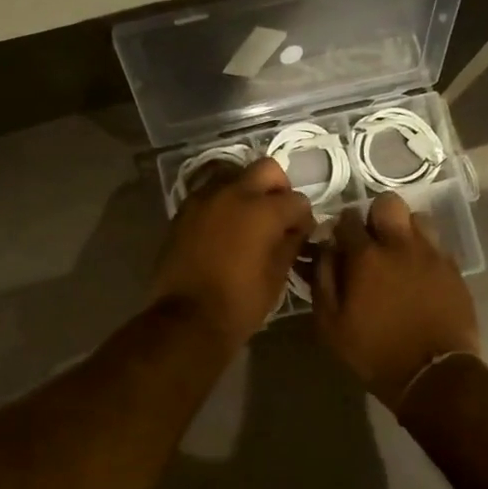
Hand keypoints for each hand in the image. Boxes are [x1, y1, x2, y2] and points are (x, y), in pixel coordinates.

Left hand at [150, 158, 313, 348]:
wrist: (187, 319)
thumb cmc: (240, 302)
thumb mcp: (277, 276)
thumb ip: (290, 243)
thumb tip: (296, 229)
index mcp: (263, 210)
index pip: (297, 200)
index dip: (303, 218)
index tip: (301, 235)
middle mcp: (234, 193)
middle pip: (266, 169)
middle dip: (278, 188)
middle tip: (276, 215)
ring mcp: (205, 199)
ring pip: (234, 177)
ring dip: (247, 192)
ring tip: (247, 222)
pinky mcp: (183, 211)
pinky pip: (210, 195)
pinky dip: (222, 205)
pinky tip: (223, 230)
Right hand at [314, 192, 481, 411]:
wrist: (433, 374)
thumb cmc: (374, 351)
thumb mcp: (331, 324)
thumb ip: (323, 279)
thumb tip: (324, 250)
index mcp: (366, 256)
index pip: (347, 217)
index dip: (340, 225)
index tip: (338, 240)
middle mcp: (400, 245)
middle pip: (388, 204)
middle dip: (376, 215)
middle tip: (372, 240)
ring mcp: (431, 255)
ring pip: (418, 218)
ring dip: (405, 230)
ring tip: (399, 253)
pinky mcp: (454, 270)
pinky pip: (437, 245)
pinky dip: (425, 251)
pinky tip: (419, 273)